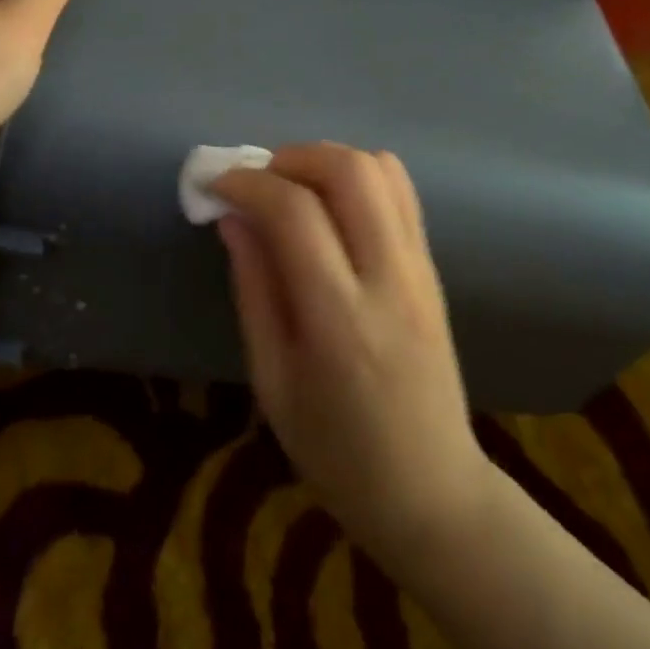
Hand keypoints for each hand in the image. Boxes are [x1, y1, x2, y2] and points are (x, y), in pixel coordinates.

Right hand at [211, 144, 492, 568]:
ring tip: (291, 189)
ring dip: (327, 160)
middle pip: (349, 170)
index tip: (215, 186)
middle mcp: (389, 278)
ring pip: (381, 169)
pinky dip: (358, 177)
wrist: (432, 491)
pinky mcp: (434, 267)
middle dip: (292, 157)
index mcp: (340, 319)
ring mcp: (421, 268)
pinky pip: (401, 193)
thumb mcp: (272, 382)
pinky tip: (330, 207)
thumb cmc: (336, 453)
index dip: (247, 184)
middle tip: (257, 181)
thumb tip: (234, 218)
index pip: (294, 213)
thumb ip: (254, 290)